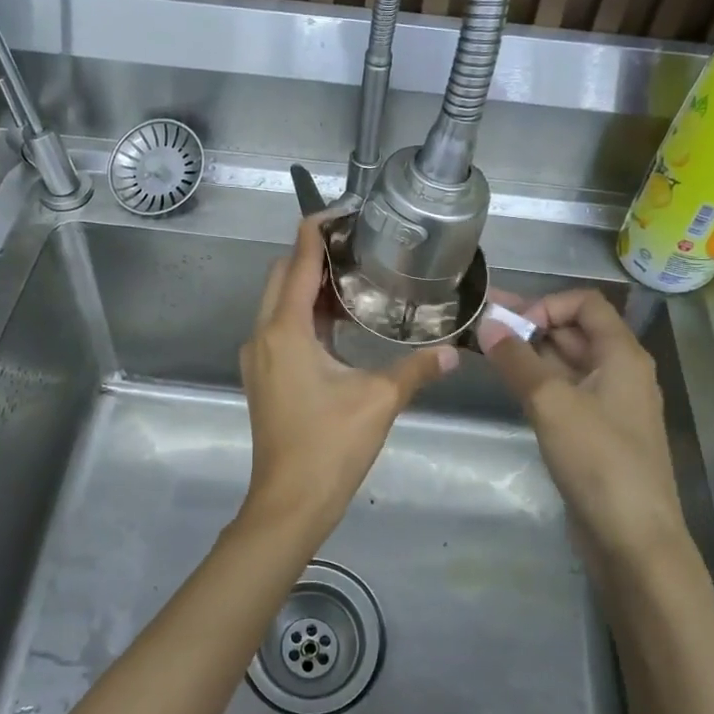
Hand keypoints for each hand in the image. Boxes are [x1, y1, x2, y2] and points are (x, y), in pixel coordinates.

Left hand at [239, 219, 457, 541]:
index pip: (298, 259)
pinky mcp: (262, 376)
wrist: (289, 503)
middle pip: (282, 275)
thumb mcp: (380, 401)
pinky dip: (305, 315)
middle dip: (314, 255)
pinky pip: (279, 327)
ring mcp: (257, 356)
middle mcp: (262, 334)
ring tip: (356, 281)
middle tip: (359, 249)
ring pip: (278, 302)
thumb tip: (456, 352)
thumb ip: (417, 370)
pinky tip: (340, 326)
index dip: (317, 228)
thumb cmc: (330, 446)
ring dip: (310, 286)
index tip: (345, 211)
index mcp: (285, 330)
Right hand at [478, 290, 687, 578]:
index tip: (511, 326)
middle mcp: (619, 372)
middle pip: (574, 331)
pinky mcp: (594, 432)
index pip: (585, 303)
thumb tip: (487, 324)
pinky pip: (564, 392)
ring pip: (565, 363)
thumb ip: (517, 360)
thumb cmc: (599, 460)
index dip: (546, 305)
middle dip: (529, 325)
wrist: (632, 538)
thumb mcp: (552, 402)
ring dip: (529, 354)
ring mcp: (607, 404)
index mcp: (622, 355)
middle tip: (480, 327)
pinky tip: (508, 386)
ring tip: (484, 351)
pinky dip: (536, 382)